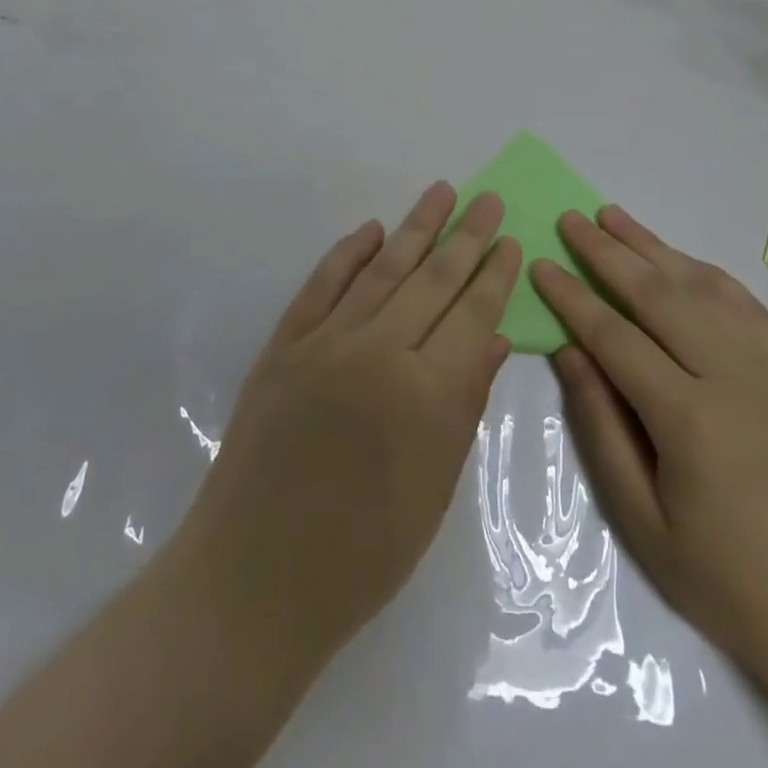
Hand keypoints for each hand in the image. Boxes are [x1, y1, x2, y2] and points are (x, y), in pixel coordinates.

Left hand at [179, 182, 519, 669]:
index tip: (511, 241)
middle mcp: (378, 352)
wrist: (255, 576)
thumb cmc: (363, 553)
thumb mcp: (436, 487)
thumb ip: (466, 404)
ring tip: (441, 192)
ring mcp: (324, 343)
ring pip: (381, 270)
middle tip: (487, 198)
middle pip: (432, 279)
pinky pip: (321, 286)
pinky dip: (348, 254)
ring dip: (415, 228)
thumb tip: (495, 339)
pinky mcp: (283, 346)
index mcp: (425, 393)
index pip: (472, 315)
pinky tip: (371, 230)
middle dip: (466, 236)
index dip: (495, 276)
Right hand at [534, 206, 767, 684]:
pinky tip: (680, 258)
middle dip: (607, 252)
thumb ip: (602, 428)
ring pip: (701, 286)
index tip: (541, 264)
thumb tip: (571, 353)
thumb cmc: (725, 578)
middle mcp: (731, 375)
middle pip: (657, 294)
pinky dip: (705, 272)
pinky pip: (744, 304)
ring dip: (653, 246)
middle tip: (570, 219)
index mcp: (688, 417)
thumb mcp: (642, 519)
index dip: (572, 297)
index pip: (615, 335)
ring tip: (614, 217)